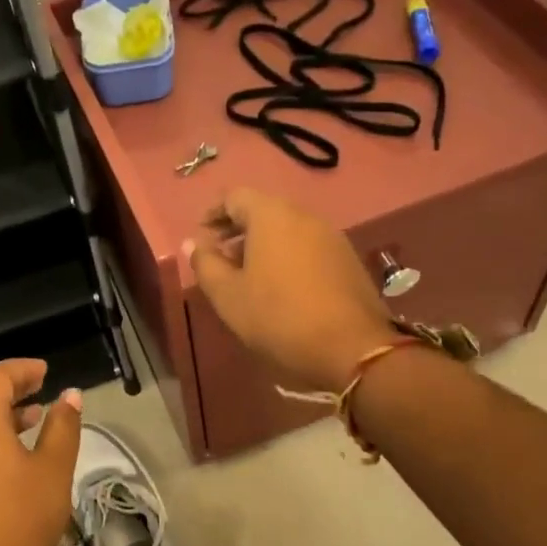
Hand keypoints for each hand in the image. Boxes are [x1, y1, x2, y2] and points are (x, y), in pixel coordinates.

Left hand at [0, 360, 82, 545]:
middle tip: (43, 386)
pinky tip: (23, 459)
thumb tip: (70, 395)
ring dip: (7, 415)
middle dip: (14, 388)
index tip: (46, 371)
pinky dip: (0, 439)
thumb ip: (62, 428)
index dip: (21, 369)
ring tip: (38, 418)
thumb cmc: (20, 518)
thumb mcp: (52, 469)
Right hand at [185, 186, 399, 391]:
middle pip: (263, 209)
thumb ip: (205, 264)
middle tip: (221, 256)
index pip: (235, 197)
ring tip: (248, 275)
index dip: (213, 213)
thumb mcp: (228, 295)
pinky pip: (308, 245)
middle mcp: (304, 215)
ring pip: (287, 227)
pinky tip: (281, 286)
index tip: (202, 236)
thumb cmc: (279, 317)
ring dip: (263, 243)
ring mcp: (331, 236)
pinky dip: (288, 255)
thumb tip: (193, 243)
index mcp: (271, 215)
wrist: (353, 348)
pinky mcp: (348, 259)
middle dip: (238, 228)